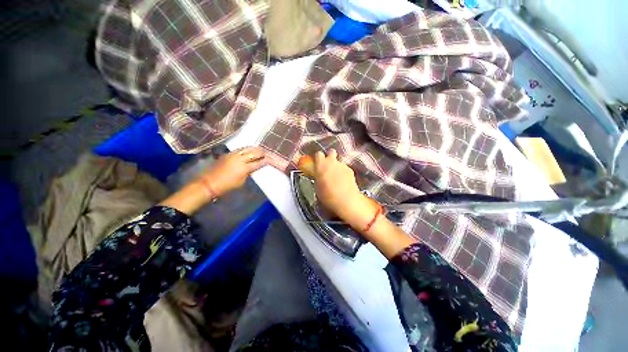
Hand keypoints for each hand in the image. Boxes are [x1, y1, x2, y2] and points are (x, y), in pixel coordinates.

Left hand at [199, 146, 266, 197]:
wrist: (210, 182)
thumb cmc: (228, 185)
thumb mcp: (241, 181)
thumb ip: (248, 173)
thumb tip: (253, 168)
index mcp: (244, 168)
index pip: (258, 163)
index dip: (264, 161)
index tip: (269, 160)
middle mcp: (240, 159)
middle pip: (253, 153)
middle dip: (261, 152)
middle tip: (266, 153)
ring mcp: (233, 155)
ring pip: (247, 148)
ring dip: (254, 149)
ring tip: (259, 149)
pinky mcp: (228, 154)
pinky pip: (240, 149)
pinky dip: (246, 149)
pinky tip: (249, 150)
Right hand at [311, 149, 377, 227]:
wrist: (346, 200)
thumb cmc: (327, 196)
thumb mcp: (317, 187)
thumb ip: (318, 177)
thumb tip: (318, 176)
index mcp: (321, 165)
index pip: (318, 154)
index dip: (318, 158)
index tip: (318, 163)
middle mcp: (332, 162)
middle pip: (331, 151)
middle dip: (330, 156)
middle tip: (328, 166)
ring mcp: (342, 165)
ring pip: (339, 161)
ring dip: (337, 166)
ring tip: (337, 177)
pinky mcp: (350, 170)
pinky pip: (345, 168)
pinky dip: (343, 172)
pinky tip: (344, 181)